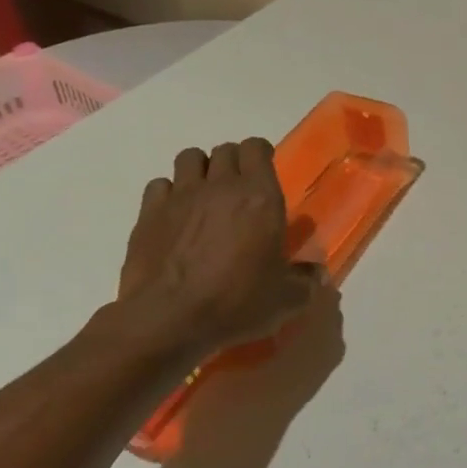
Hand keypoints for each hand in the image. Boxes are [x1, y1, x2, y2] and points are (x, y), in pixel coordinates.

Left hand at [112, 139, 322, 364]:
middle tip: (240, 189)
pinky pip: (160, 185)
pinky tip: (176, 216)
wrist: (168, 319)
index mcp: (260, 197)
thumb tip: (318, 274)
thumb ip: (306, 282)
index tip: (265, 170)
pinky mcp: (149, 213)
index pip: (256, 148)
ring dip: (201, 169)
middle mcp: (221, 186)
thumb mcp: (286, 299)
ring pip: (190, 158)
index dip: (261, 154)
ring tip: (206, 195)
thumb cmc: (236, 302)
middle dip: (234, 162)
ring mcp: (181, 197)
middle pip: (225, 150)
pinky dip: (170, 193)